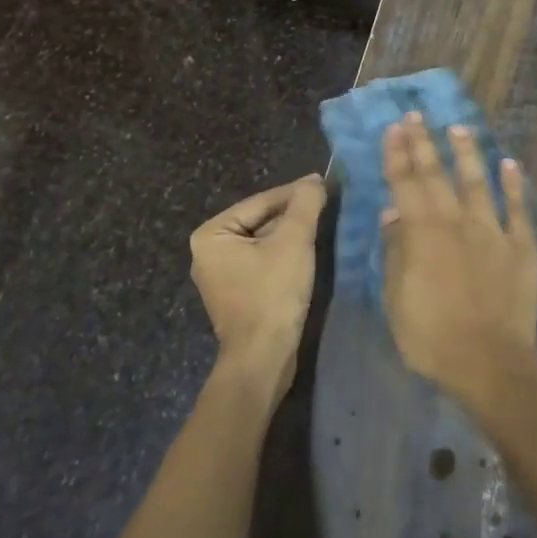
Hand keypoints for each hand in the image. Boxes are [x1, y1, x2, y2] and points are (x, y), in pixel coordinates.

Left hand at [190, 175, 326, 399]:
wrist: (263, 358)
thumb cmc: (272, 294)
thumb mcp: (294, 242)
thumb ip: (305, 205)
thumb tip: (315, 180)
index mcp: (211, 234)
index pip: (262, 202)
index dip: (296, 193)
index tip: (325, 184)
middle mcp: (209, 251)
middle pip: (261, 220)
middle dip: (294, 214)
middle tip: (327, 204)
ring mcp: (221, 275)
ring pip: (264, 241)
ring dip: (292, 234)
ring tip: (323, 224)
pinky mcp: (237, 293)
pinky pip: (263, 261)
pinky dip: (285, 254)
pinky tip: (308, 253)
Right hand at [381, 114, 536, 403]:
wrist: (491, 363)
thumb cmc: (432, 337)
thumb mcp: (396, 300)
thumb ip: (396, 252)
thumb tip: (392, 214)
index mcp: (423, 234)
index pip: (405, 184)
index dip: (398, 155)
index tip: (394, 128)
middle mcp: (457, 222)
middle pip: (437, 175)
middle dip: (424, 144)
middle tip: (416, 116)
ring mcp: (493, 231)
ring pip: (477, 182)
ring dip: (467, 153)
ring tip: (458, 128)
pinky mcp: (522, 246)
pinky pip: (517, 208)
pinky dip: (513, 185)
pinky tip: (510, 164)